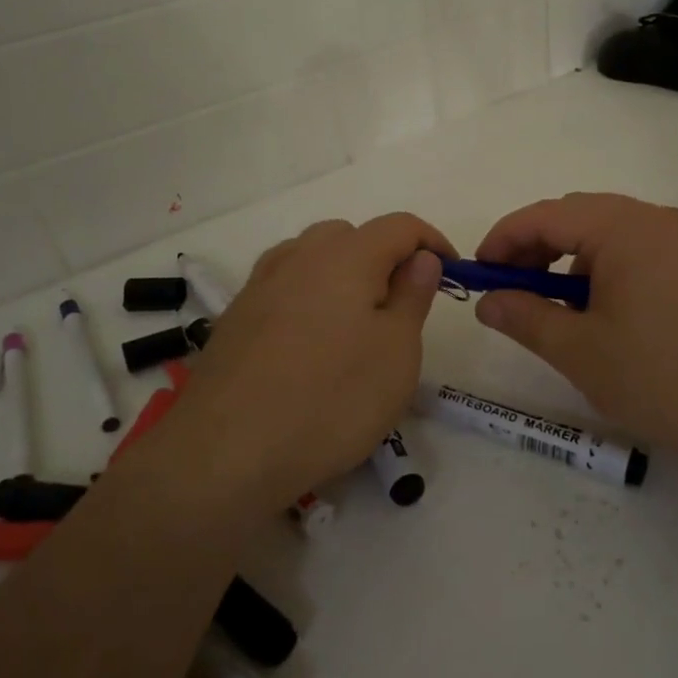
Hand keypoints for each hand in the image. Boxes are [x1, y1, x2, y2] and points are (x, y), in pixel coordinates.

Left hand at [179, 213, 454, 506]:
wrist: (226, 452)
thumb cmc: (331, 400)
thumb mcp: (396, 352)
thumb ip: (413, 295)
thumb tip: (421, 258)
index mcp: (346, 256)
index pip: (400, 226)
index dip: (432, 242)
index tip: (450, 274)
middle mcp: (299, 256)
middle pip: (352, 235)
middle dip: (385, 258)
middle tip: (401, 307)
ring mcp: (261, 284)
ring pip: (313, 256)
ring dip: (344, 274)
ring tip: (355, 324)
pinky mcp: (236, 315)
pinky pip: (284, 285)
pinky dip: (309, 296)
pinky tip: (310, 340)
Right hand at [474, 192, 677, 459]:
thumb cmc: (664, 376)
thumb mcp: (580, 351)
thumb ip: (525, 317)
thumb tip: (487, 301)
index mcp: (625, 227)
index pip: (545, 215)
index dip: (503, 240)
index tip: (477, 272)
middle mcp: (658, 219)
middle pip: (578, 216)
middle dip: (535, 248)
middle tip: (509, 290)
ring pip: (610, 233)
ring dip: (571, 260)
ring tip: (557, 309)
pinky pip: (640, 250)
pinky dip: (607, 270)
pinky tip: (605, 313)